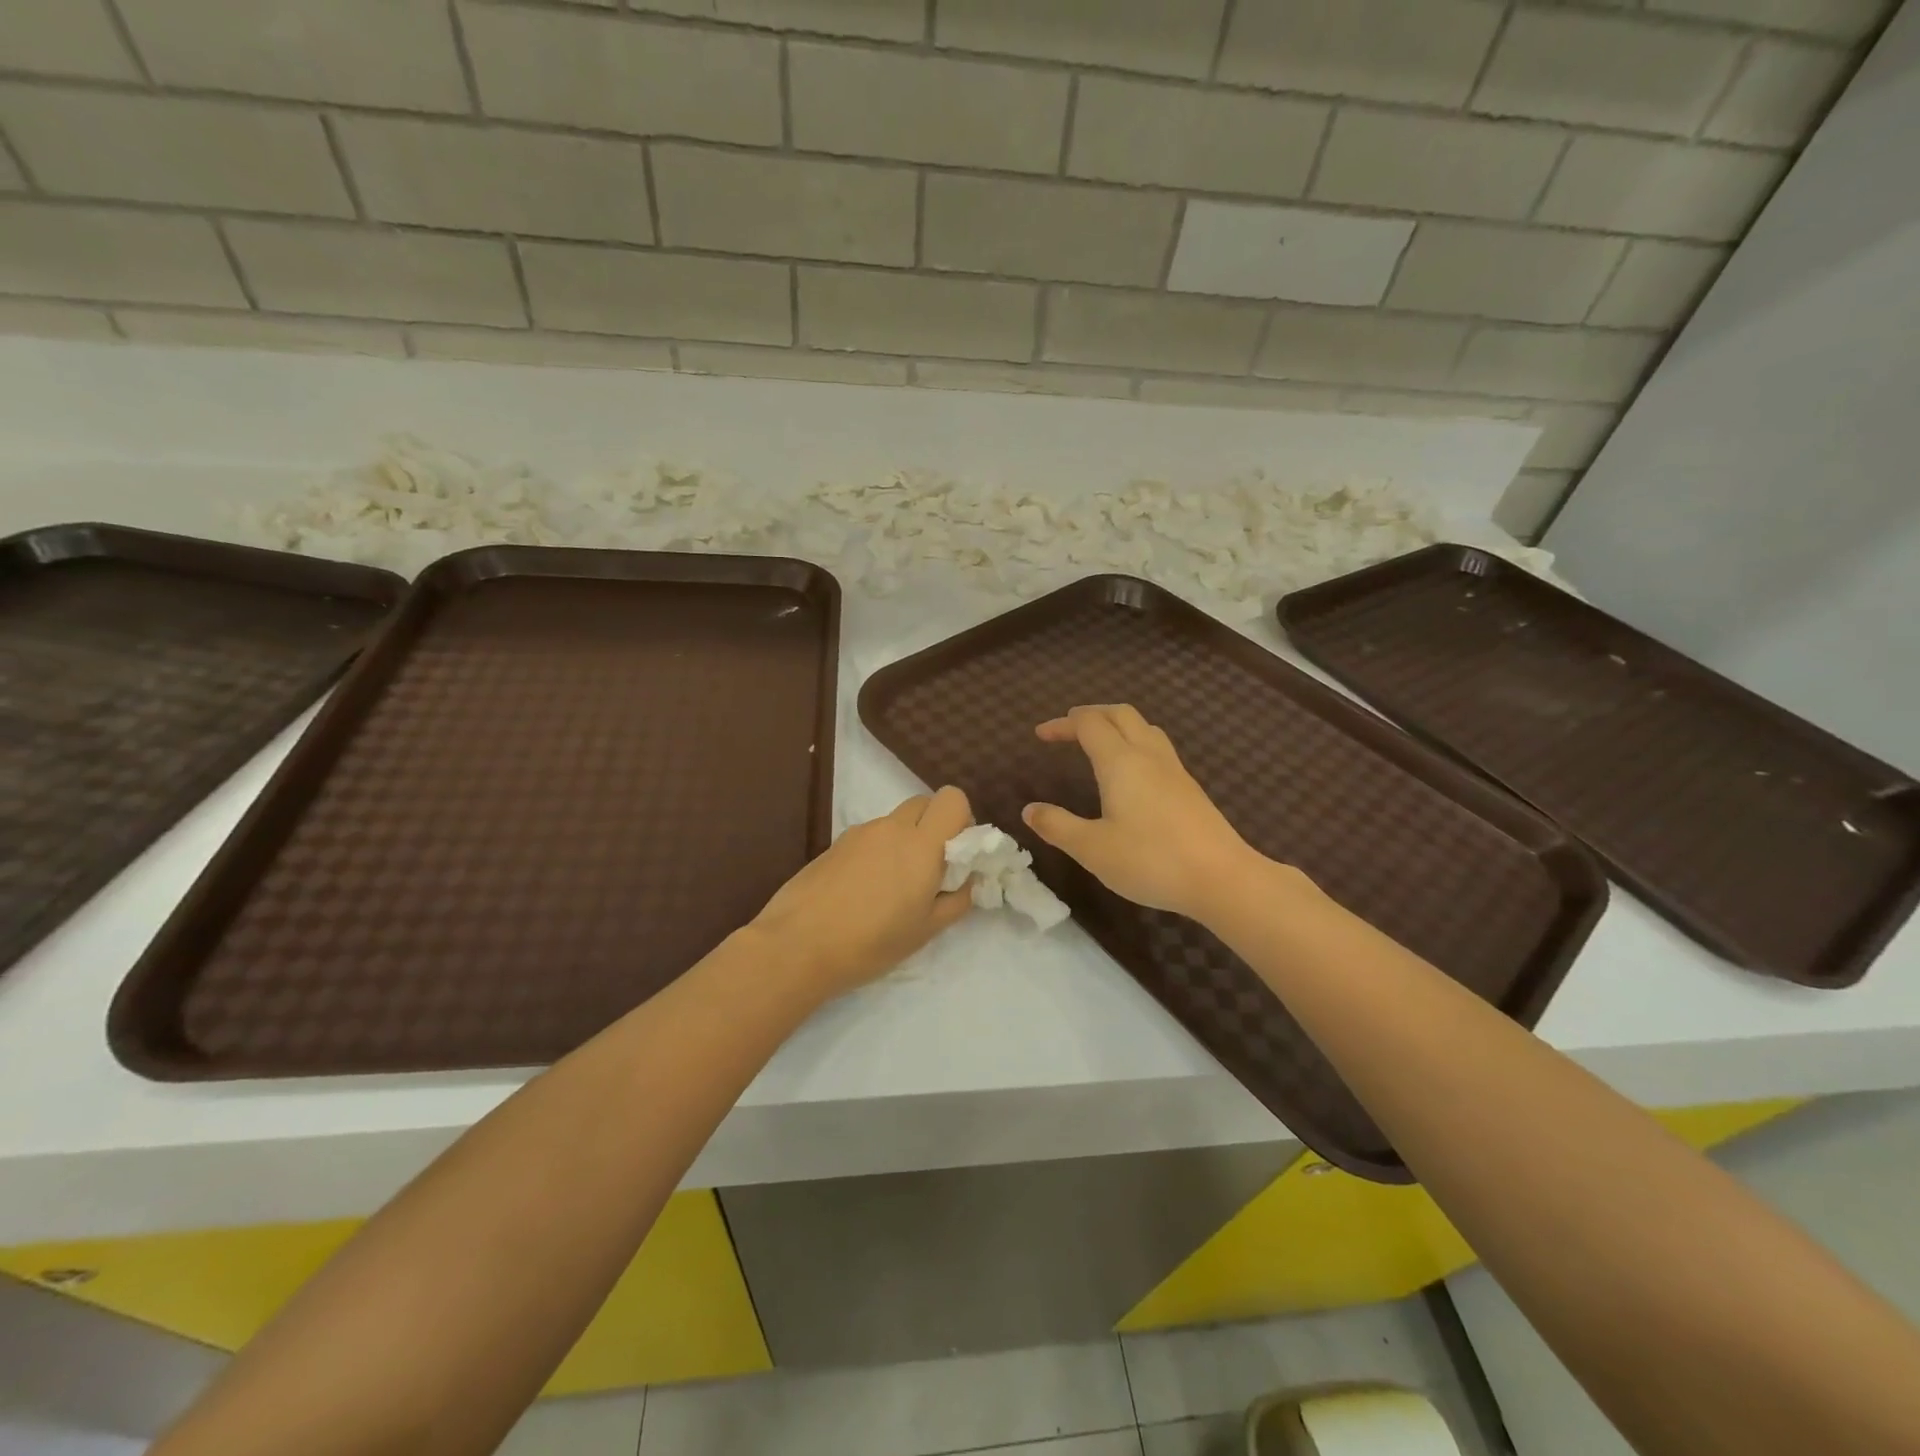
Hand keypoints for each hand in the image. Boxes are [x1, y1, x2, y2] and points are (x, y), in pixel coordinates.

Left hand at [749, 787, 974, 999]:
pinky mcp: (835, 843)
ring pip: (895, 821)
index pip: (952, 799)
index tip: (955, 853)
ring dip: (904, 841)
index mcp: (921, 844)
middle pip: (923, 802)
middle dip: (934, 826)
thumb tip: (967, 879)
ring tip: (890, 888)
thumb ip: (956, 899)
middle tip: (929, 868)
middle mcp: (892, 827)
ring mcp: (859, 832)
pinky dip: (877, 851)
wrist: (797, 945)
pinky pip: (869, 836)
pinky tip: (862, 891)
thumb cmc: (871, 942)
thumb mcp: (926, 930)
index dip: (960, 819)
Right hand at [1023, 705, 1261, 921]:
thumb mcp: (1092, 849)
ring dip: (1116, 725)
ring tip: (1098, 742)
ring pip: (1143, 727)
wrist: (1222, 878)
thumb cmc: (1151, 861)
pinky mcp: (1189, 787)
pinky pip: (1157, 747)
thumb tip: (1029, 809)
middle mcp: (1148, 755)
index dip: (1062, 724)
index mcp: (1121, 762)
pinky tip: (1131, 772)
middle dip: (1091, 714)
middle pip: (1120, 714)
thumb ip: (1058, 826)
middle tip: (1068, 728)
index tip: (1040, 735)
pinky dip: (1134, 742)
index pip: (1088, 724)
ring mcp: (1174, 770)